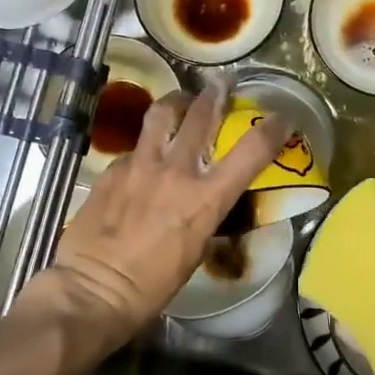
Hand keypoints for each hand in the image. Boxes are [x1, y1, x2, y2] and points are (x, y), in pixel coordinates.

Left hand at [44, 82, 289, 342]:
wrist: (92, 290)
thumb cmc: (151, 287)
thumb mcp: (195, 252)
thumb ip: (202, 215)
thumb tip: (202, 201)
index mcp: (205, 199)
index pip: (249, 153)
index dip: (271, 130)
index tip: (281, 117)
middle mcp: (176, 172)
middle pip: (200, 116)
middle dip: (214, 95)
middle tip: (220, 84)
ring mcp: (140, 165)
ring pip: (161, 115)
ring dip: (175, 103)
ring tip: (179, 102)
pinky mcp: (111, 170)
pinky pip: (133, 148)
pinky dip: (144, 147)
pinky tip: (141, 159)